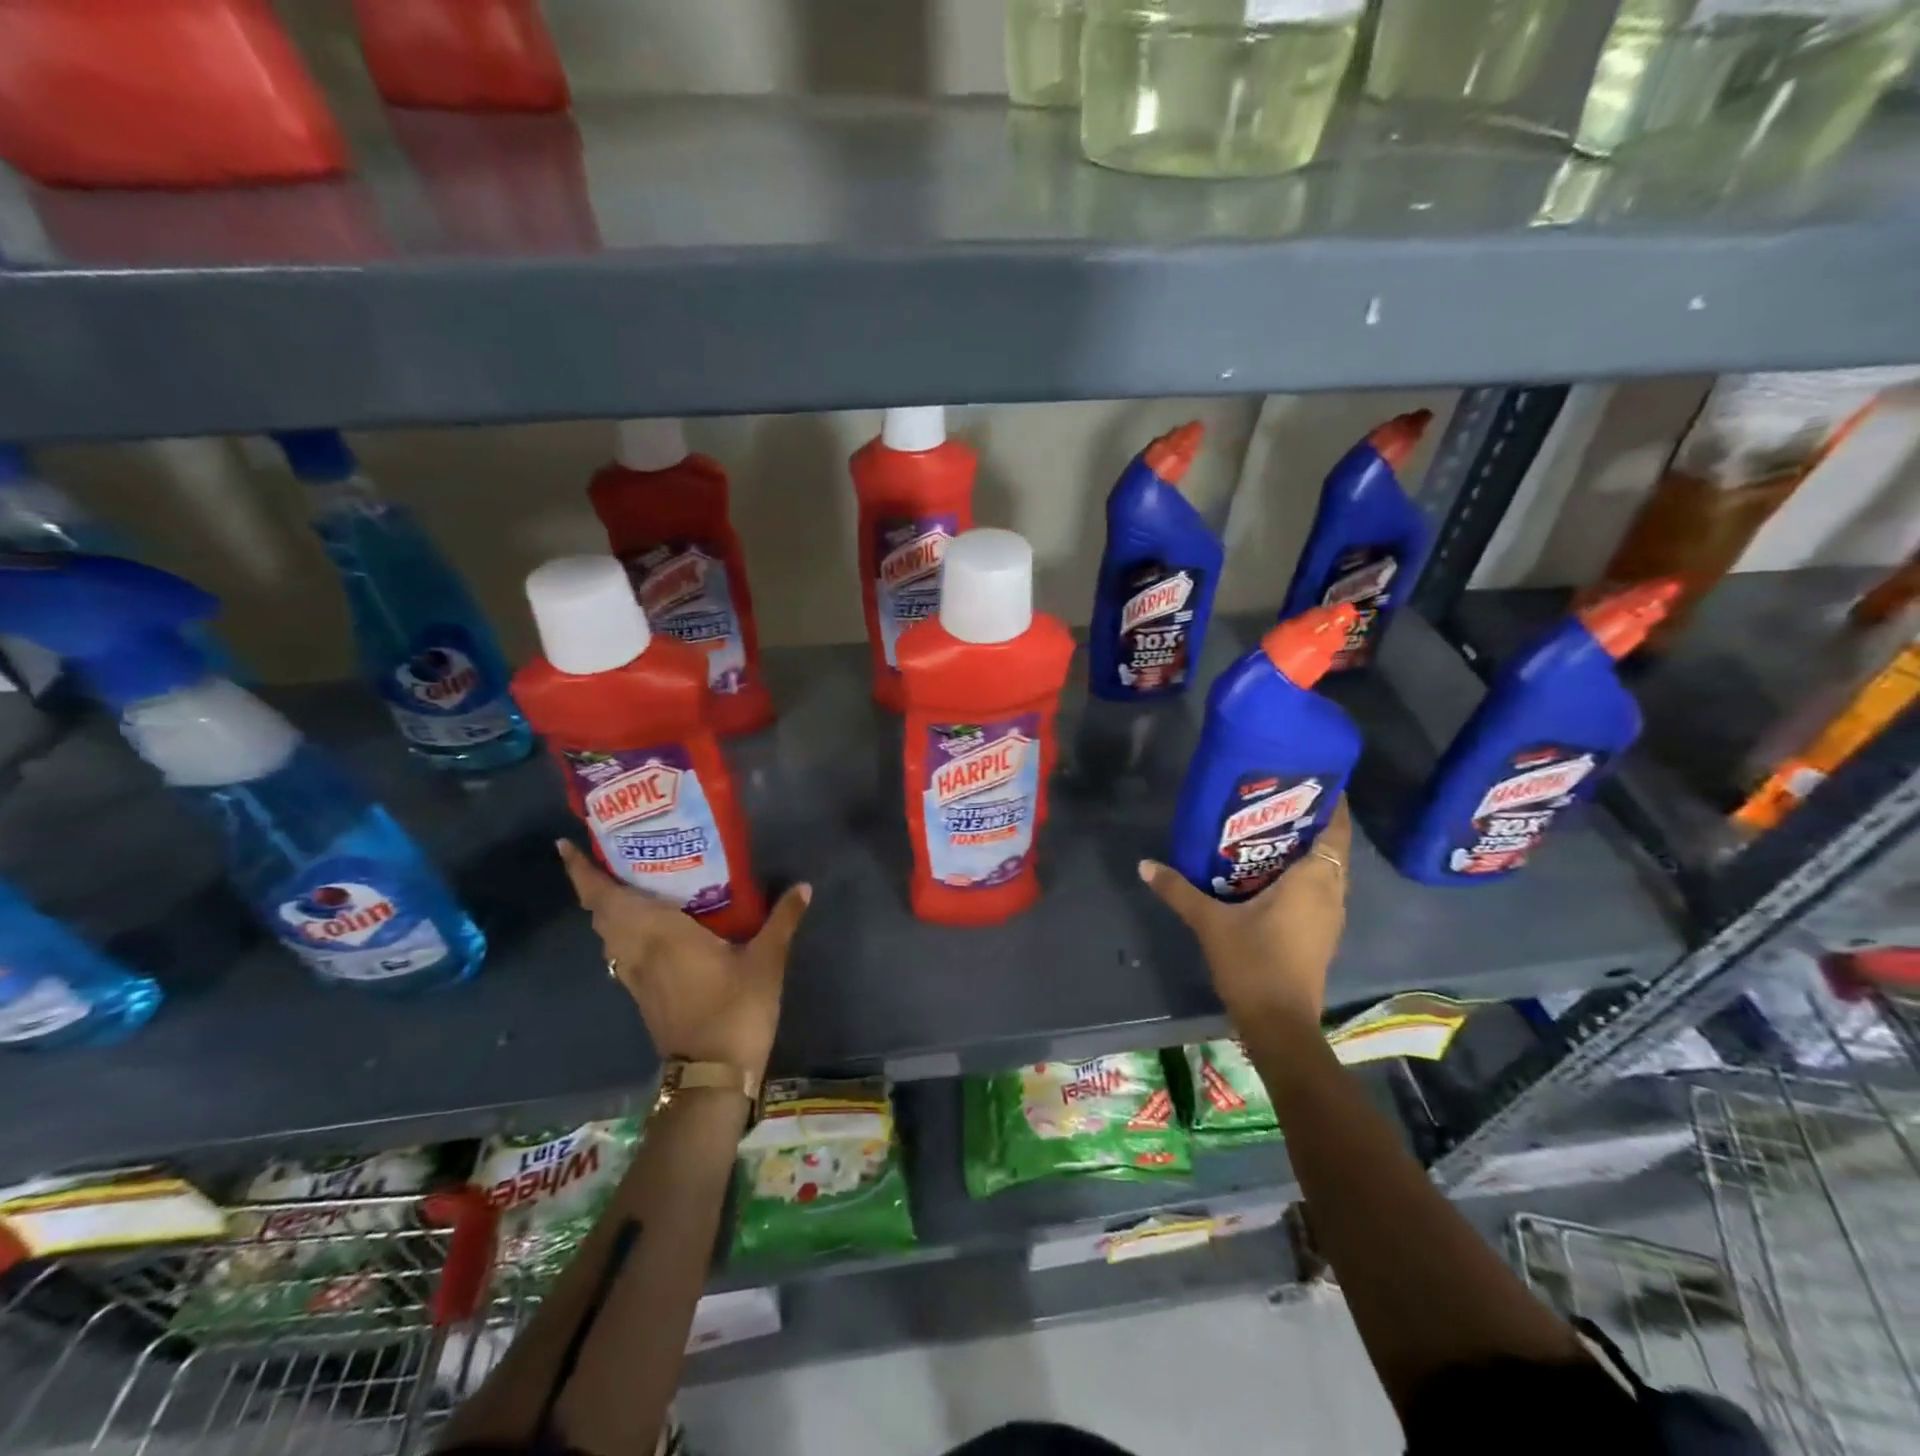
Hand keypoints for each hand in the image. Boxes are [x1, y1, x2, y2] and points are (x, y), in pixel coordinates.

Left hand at [556, 840, 810, 1076]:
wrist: (711, 1075)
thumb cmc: (736, 1010)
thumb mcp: (767, 961)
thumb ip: (782, 920)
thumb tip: (804, 885)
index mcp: (659, 934)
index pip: (607, 898)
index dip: (582, 872)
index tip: (566, 845)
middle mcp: (637, 950)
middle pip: (600, 912)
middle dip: (594, 883)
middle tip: (608, 852)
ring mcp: (635, 975)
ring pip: (606, 933)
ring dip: (605, 907)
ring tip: (625, 880)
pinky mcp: (641, 993)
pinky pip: (618, 951)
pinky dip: (619, 930)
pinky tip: (644, 925)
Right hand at [1138, 798, 1350, 1030]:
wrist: (1279, 1024)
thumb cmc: (1253, 963)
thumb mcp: (1210, 922)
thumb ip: (1179, 890)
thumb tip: (1145, 864)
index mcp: (1314, 880)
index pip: (1335, 830)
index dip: (1332, 803)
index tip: (1311, 779)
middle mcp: (1331, 893)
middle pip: (1331, 846)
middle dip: (1311, 822)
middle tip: (1275, 799)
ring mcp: (1329, 916)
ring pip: (1327, 870)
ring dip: (1307, 849)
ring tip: (1269, 829)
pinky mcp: (1321, 934)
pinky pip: (1319, 889)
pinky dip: (1303, 873)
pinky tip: (1269, 872)